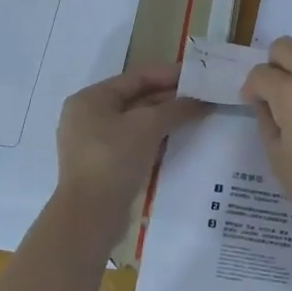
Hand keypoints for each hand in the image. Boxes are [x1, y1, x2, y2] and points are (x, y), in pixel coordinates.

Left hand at [55, 65, 205, 210]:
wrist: (91, 215)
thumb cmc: (114, 159)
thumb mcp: (148, 126)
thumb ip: (176, 108)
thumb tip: (202, 100)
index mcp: (91, 99)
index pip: (136, 77)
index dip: (169, 74)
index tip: (198, 75)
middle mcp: (88, 116)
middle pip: (136, 99)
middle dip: (170, 98)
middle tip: (203, 97)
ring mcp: (94, 143)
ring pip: (136, 122)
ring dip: (165, 119)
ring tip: (197, 116)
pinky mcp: (104, 165)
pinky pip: (134, 142)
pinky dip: (155, 138)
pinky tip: (179, 139)